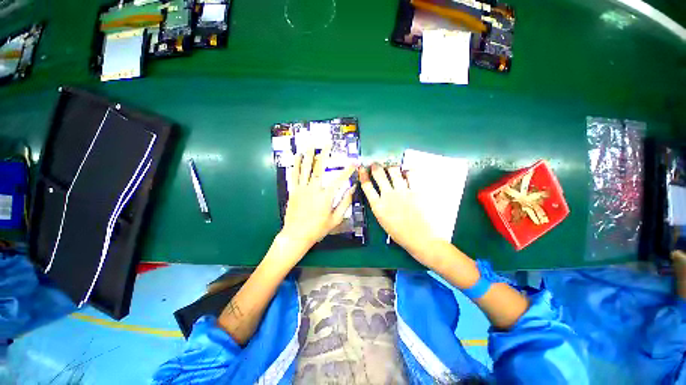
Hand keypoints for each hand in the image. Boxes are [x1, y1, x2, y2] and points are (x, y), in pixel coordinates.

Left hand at [280, 147, 355, 252]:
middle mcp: (313, 189)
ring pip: (305, 168)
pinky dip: (296, 164)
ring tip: (311, 144)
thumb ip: (345, 203)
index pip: (339, 180)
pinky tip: (297, 156)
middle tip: (327, 143)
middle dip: (324, 154)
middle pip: (319, 168)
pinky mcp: (293, 191)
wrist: (296, 235)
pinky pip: (294, 175)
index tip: (353, 163)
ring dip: (309, 155)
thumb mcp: (335, 219)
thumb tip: (352, 189)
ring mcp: (302, 189)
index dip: (347, 170)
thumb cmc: (318, 229)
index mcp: (326, 196)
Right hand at [359, 164, 439, 265]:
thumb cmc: (400, 234)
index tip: (362, 169)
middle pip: (379, 175)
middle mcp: (388, 195)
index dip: (363, 175)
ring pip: (393, 171)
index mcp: (378, 206)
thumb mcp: (383, 221)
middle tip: (375, 164)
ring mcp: (402, 192)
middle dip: (376, 167)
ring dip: (390, 167)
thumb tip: (379, 195)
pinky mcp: (415, 190)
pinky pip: (411, 175)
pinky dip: (407, 171)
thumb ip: (380, 206)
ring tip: (391, 166)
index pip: (366, 186)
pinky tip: (406, 172)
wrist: (421, 239)